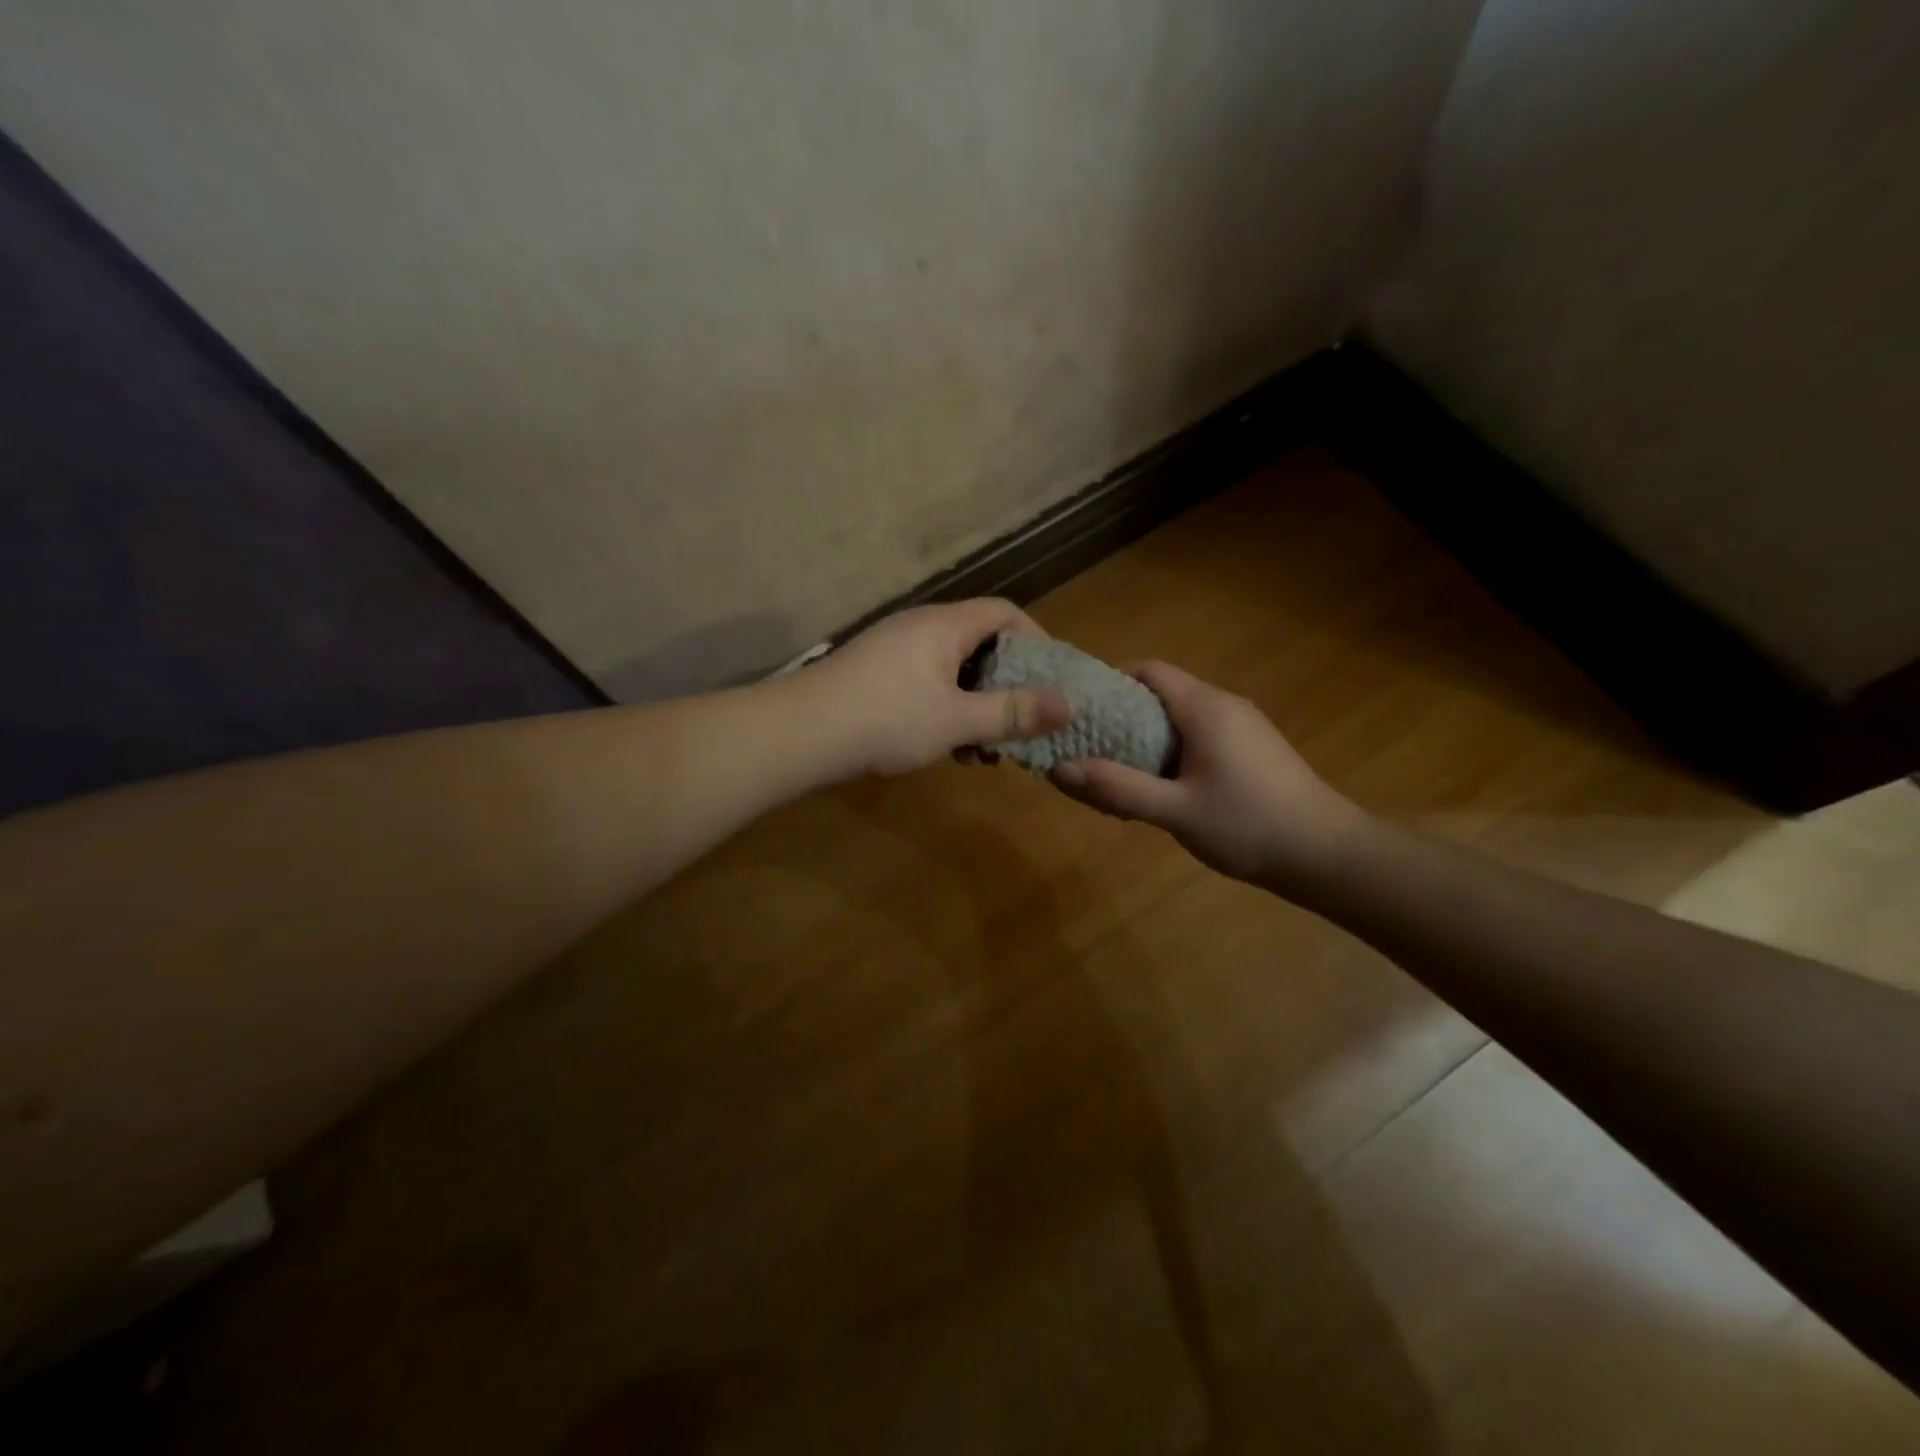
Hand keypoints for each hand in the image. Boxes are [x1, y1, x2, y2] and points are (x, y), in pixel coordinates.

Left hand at [811, 599, 1071, 776]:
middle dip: (1006, 685)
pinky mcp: (876, 676)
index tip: (1054, 679)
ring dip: (976, 706)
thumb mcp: (957, 720)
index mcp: (944, 625)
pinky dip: (947, 711)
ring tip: (984, 750)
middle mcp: (920, 628)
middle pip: (980, 643)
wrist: (799, 734)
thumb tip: (1069, 704)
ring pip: (953, 671)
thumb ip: (1012, 712)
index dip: (1037, 639)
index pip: (1005, 612)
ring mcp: (894, 651)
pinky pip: (927, 685)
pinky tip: (948, 749)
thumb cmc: (886, 720)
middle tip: (1021, 723)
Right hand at [1049, 662, 1370, 887]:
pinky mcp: (1253, 750)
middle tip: (1090, 751)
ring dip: (1146, 740)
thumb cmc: (1248, 825)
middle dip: (1122, 718)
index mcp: (1204, 707)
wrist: (1327, 855)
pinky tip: (1162, 790)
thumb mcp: (1174, 810)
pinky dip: (1172, 752)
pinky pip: (1200, 737)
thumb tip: (1060, 768)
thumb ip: (1117, 788)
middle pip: (1161, 694)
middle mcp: (1223, 705)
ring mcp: (1243, 727)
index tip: (1081, 711)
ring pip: (1180, 719)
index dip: (1110, 682)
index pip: (1148, 670)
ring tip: (1119, 775)